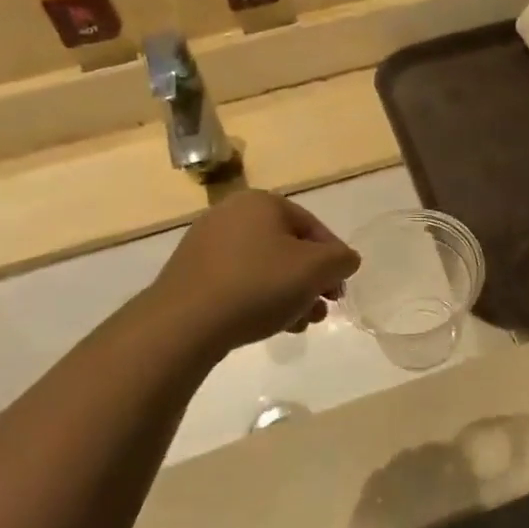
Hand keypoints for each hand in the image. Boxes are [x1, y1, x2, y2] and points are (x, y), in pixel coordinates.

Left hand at [149, 191, 360, 356]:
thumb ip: (342, 259)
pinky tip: (270, 325)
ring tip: (300, 323)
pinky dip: (259, 298)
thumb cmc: (259, 284)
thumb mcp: (318, 269)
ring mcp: (206, 244)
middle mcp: (231, 214)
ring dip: (289, 293)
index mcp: (262, 202)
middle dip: (310, 280)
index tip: (340, 289)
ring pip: (265, 267)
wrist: (184, 323)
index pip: (313, 227)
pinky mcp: (190, 274)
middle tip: (322, 308)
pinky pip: (238, 281)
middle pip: (288, 248)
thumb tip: (344, 260)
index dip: (334, 258)